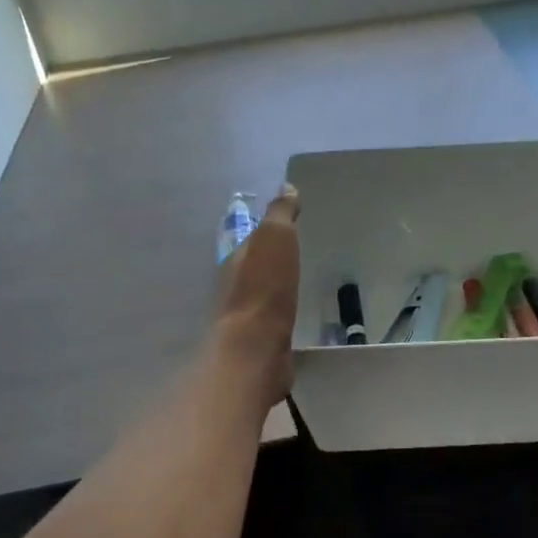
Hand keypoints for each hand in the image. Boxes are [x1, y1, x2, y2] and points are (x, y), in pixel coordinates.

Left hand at [213, 185, 299, 400]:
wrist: (256, 350)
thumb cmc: (265, 288)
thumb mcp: (276, 239)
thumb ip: (280, 214)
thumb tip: (286, 187)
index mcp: (238, 258)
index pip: (252, 237)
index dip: (269, 229)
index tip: (290, 223)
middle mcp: (236, 285)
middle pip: (255, 266)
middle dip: (272, 258)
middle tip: (298, 250)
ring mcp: (247, 316)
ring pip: (263, 292)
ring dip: (277, 285)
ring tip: (301, 281)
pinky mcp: (261, 341)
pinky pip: (274, 318)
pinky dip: (283, 311)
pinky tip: (297, 313)